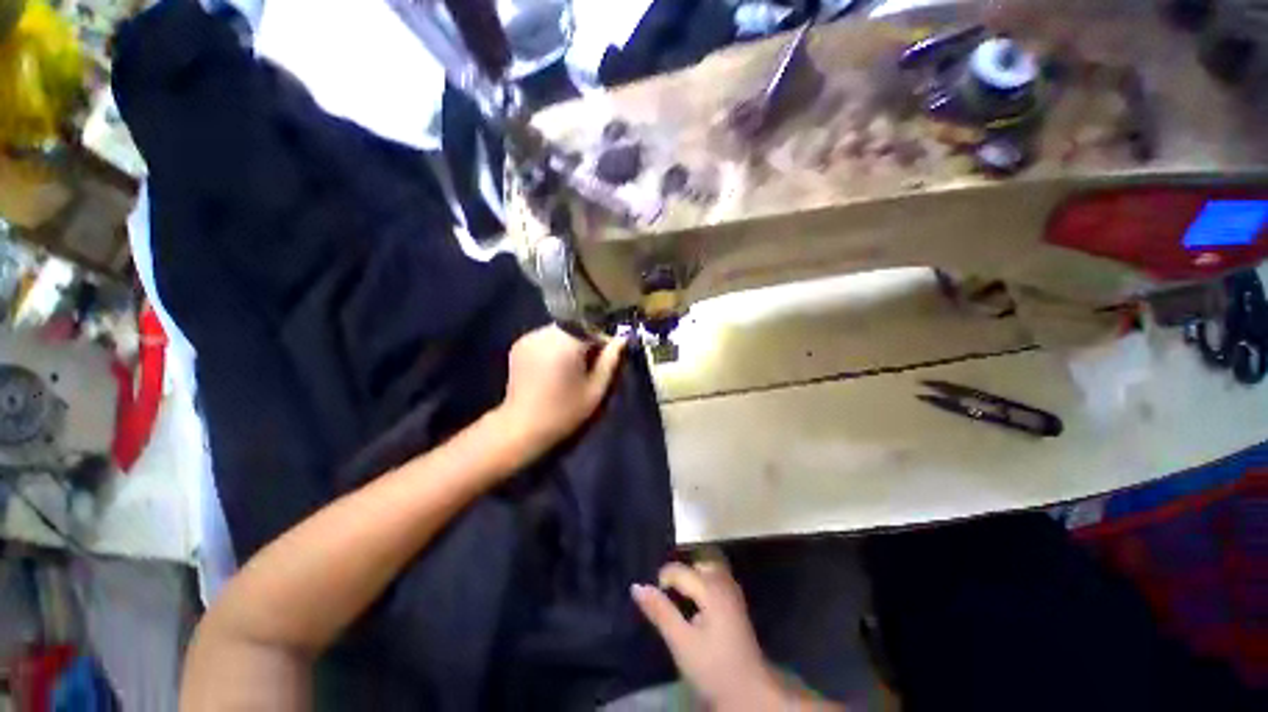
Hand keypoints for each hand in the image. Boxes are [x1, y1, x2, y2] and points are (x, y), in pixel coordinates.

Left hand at [495, 325, 624, 463]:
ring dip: (569, 342)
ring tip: (570, 367)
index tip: (606, 358)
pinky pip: (544, 337)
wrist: (522, 427)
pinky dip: (553, 346)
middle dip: (585, 341)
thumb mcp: (595, 390)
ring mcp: (529, 337)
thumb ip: (610, 361)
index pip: (593, 328)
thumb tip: (621, 340)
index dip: (603, 341)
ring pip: (560, 331)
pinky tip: (553, 367)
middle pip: (575, 326)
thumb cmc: (564, 411)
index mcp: (566, 342)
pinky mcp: (518, 345)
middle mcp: (545, 333)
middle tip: (589, 364)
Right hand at [632, 560, 785, 710]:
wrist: (749, 693)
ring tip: (677, 599)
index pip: (679, 570)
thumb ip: (660, 611)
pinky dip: (701, 584)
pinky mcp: (735, 603)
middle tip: (665, 597)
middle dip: (678, 576)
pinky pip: (715, 579)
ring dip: (691, 579)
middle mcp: (724, 582)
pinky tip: (694, 606)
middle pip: (695, 565)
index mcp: (711, 588)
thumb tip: (636, 586)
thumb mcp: (681, 642)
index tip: (654, 602)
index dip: (662, 581)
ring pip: (707, 570)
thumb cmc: (712, 667)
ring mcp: (732, 591)